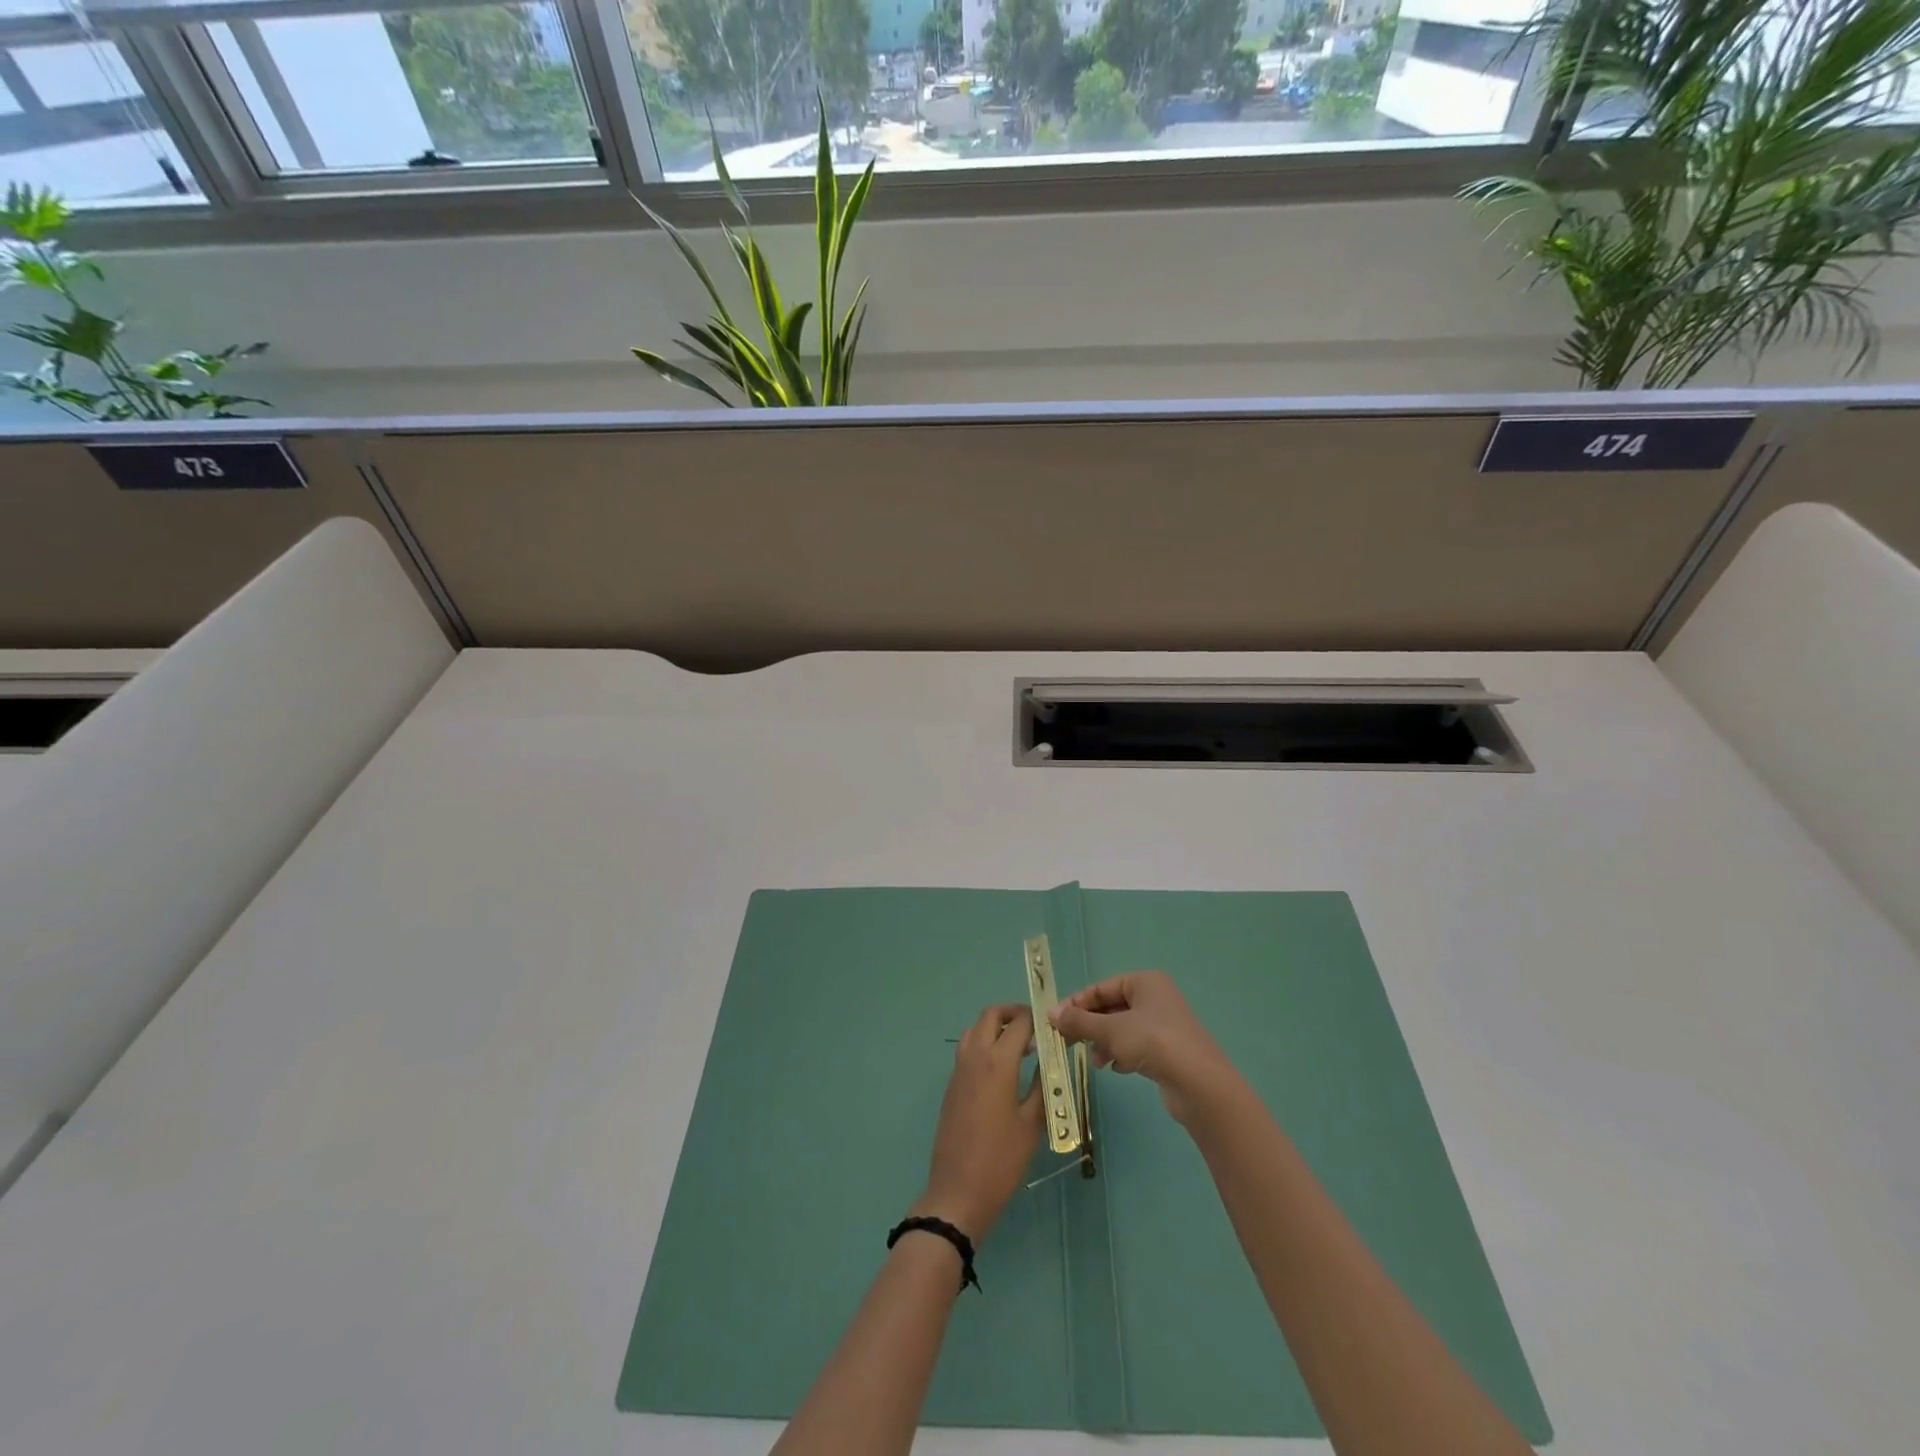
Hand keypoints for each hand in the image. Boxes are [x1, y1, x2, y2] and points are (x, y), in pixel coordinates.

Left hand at [913, 1004, 1043, 1243]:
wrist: (958, 1192)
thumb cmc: (1002, 1160)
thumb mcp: (1032, 1124)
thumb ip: (1043, 1086)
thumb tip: (1052, 1062)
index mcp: (998, 1062)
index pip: (1019, 1022)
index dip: (1038, 1019)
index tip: (1055, 1027)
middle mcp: (975, 1056)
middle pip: (991, 1015)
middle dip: (1013, 1014)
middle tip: (1036, 1030)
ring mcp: (959, 1070)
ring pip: (975, 1029)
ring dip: (996, 1028)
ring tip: (1020, 1048)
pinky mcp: (952, 1085)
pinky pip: (967, 1050)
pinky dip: (984, 1045)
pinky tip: (1002, 1071)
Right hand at [1049, 971, 1236, 1124]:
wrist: (1199, 1084)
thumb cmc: (1153, 1042)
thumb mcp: (1110, 1030)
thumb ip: (1079, 1021)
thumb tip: (1051, 1013)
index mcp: (1145, 982)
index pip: (1101, 988)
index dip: (1077, 1003)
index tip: (1055, 1021)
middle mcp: (1156, 998)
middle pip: (1112, 1008)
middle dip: (1090, 1026)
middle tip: (1068, 1042)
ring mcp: (1165, 1025)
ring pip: (1123, 1029)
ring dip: (1104, 1043)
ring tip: (1095, 1061)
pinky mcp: (1169, 1051)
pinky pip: (1137, 1046)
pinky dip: (1122, 1054)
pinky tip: (1116, 1069)